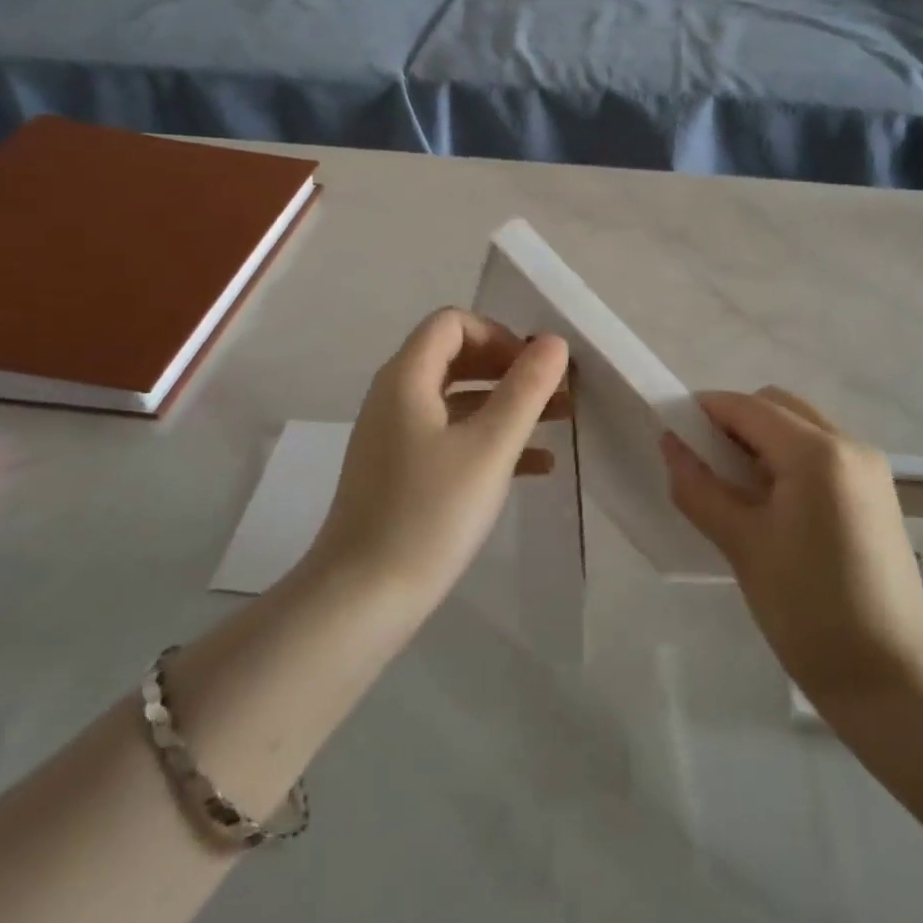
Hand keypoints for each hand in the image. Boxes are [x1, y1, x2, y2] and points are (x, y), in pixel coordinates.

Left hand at [306, 309, 568, 618]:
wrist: (362, 599)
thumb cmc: (429, 513)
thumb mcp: (489, 448)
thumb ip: (525, 390)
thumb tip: (554, 342)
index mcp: (407, 378)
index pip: (453, 323)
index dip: (498, 335)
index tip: (535, 368)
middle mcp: (396, 397)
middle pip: (457, 357)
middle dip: (510, 369)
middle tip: (555, 391)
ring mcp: (396, 436)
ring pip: (459, 400)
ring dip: (507, 404)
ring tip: (560, 421)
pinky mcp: (403, 472)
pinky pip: (452, 437)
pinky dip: (491, 439)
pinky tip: (537, 467)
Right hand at [662, 388, 922, 703]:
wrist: (890, 679)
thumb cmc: (808, 610)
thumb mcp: (742, 545)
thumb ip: (699, 487)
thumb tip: (669, 443)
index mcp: (817, 453)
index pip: (748, 408)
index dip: (704, 411)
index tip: (671, 430)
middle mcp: (850, 444)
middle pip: (778, 406)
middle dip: (734, 421)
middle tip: (703, 461)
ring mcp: (870, 467)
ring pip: (801, 425)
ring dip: (762, 438)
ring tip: (734, 484)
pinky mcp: (877, 492)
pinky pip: (822, 451)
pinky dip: (789, 457)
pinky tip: (771, 500)